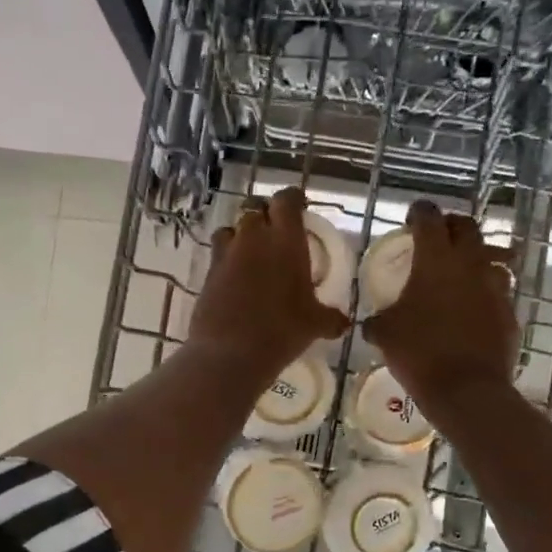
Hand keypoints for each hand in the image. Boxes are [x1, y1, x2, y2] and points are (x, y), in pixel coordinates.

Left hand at [190, 187, 350, 384]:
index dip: (292, 199)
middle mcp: (254, 238)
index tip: (299, 206)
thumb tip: (344, 323)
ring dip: (241, 234)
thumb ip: (330, 318)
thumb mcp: (315, 325)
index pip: (286, 200)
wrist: (230, 353)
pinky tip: (235, 278)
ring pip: (231, 229)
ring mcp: (226, 254)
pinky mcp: (208, 273)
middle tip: (276, 230)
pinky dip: (227, 259)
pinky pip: (218, 255)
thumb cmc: (282, 330)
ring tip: (251, 252)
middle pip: (255, 209)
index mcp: (285, 240)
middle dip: (265, 214)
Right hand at [365, 200, 519, 412]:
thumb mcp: (385, 334)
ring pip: (491, 257)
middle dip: (451, 227)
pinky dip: (485, 293)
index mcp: (435, 260)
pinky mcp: (510, 312)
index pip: (429, 218)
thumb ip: (378, 320)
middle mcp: (470, 264)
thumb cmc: (419, 353)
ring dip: (475, 259)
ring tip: (460, 275)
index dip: (419, 213)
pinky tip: (473, 311)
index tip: (411, 219)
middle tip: (437, 239)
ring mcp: (495, 287)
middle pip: (467, 227)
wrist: (467, 390)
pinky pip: (498, 292)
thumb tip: (374, 322)